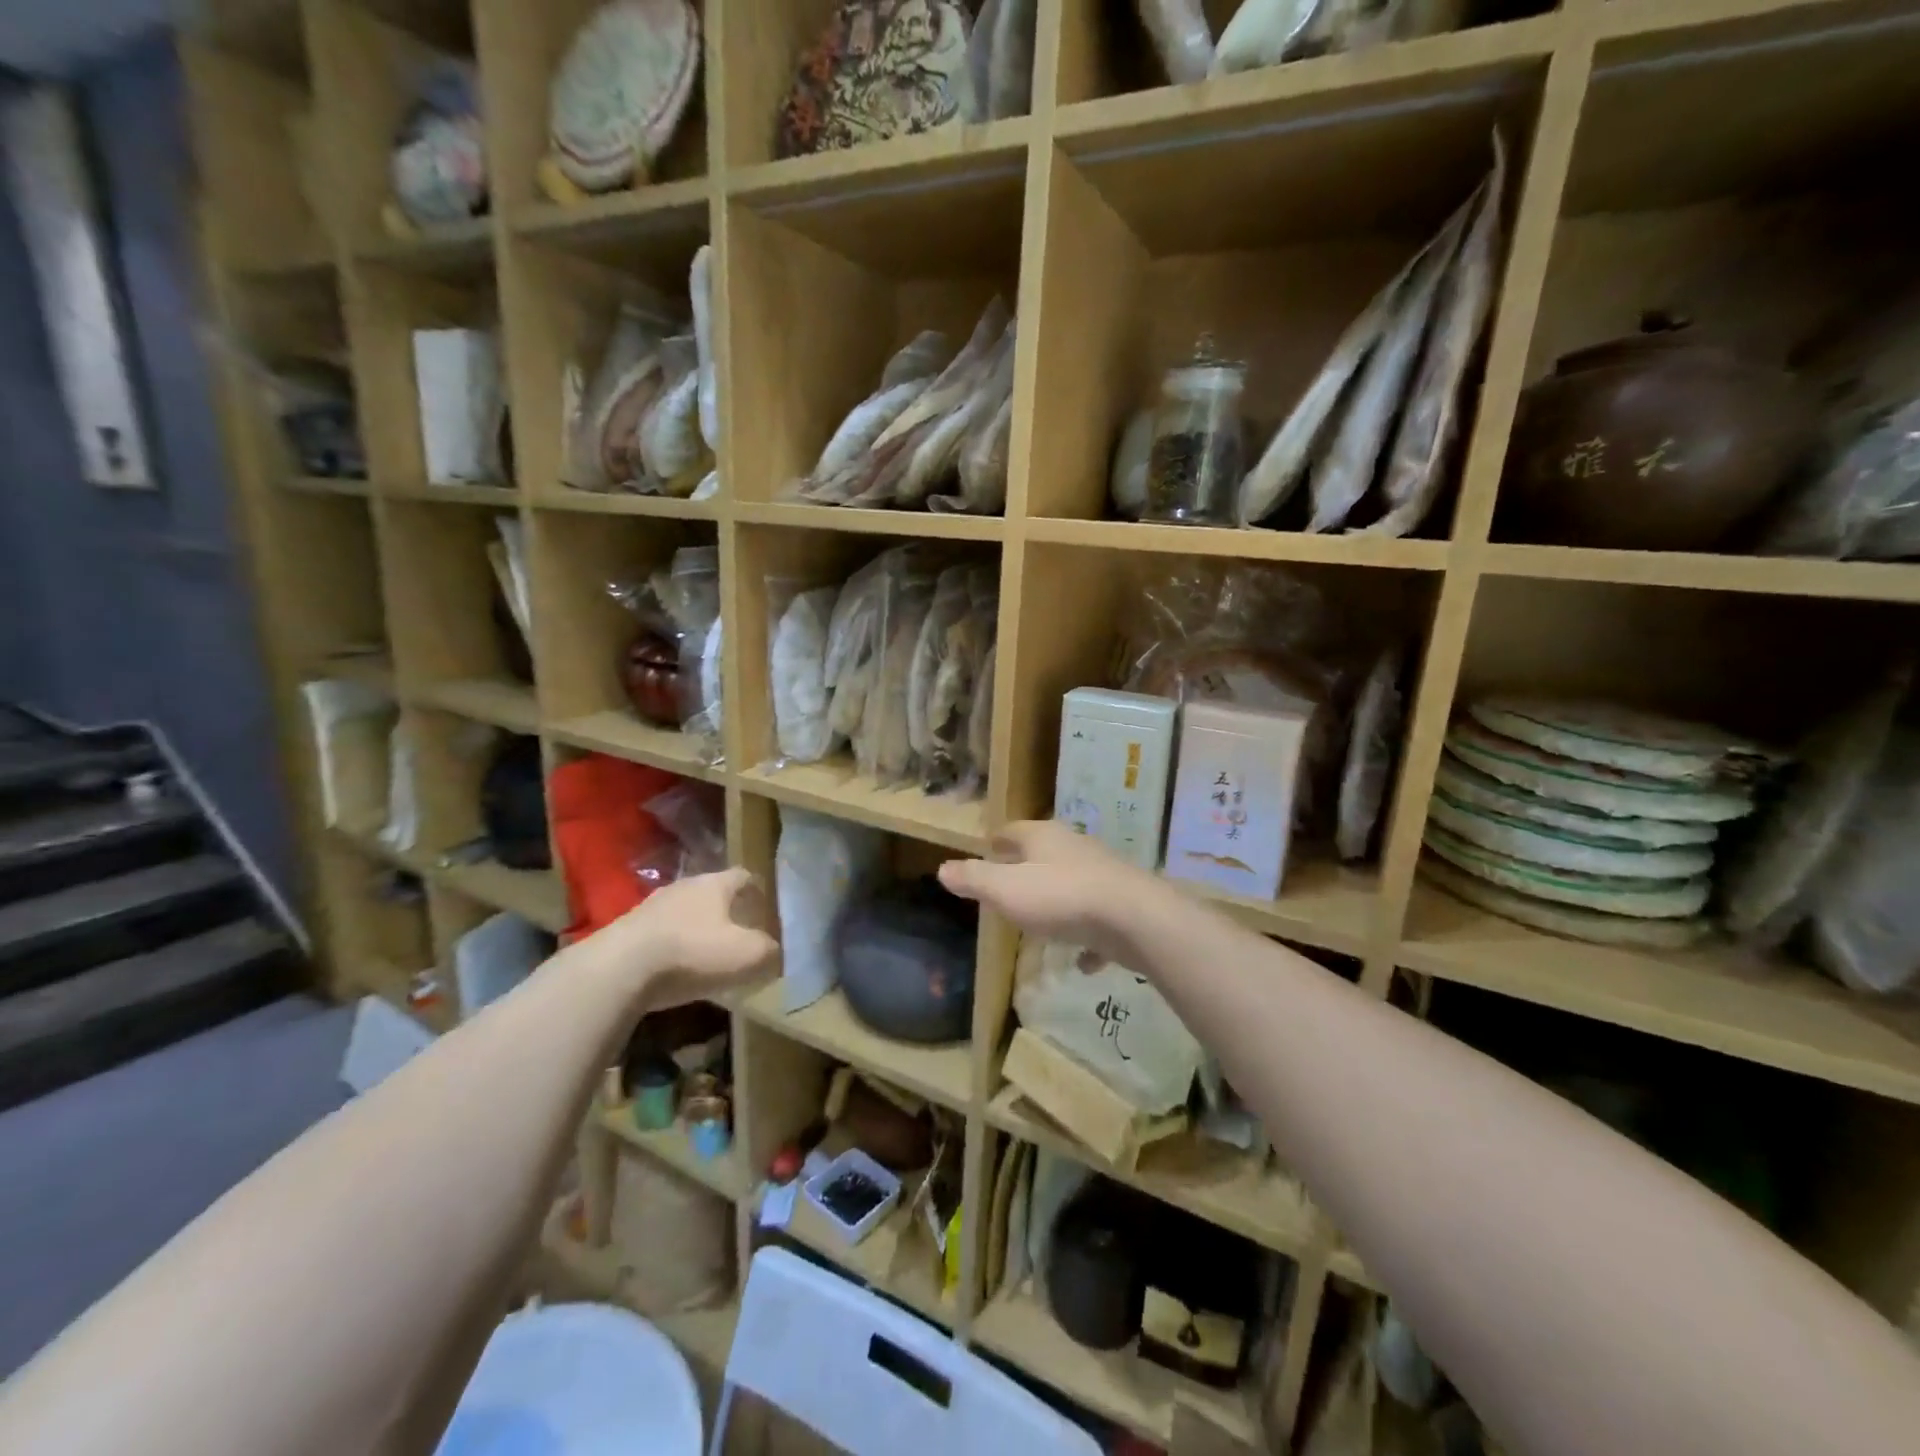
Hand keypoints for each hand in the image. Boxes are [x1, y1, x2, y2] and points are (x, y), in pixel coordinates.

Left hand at [601, 868, 778, 1009]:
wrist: (620, 969)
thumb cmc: (693, 952)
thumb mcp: (747, 954)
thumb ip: (768, 950)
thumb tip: (773, 950)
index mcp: (715, 884)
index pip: (744, 875)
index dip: (757, 889)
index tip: (766, 905)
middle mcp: (684, 886)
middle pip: (712, 892)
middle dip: (727, 909)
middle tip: (741, 930)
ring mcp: (652, 907)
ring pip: (684, 912)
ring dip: (697, 928)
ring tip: (709, 952)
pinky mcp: (628, 931)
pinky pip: (661, 934)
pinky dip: (674, 946)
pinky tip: (678, 968)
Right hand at [937, 821, 1165, 962]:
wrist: (1134, 919)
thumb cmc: (1060, 897)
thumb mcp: (1006, 890)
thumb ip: (974, 880)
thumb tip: (942, 868)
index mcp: (1044, 838)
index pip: (1014, 830)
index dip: (998, 839)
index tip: (988, 846)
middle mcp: (1075, 848)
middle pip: (1046, 852)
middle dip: (1028, 865)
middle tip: (1009, 881)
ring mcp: (1103, 875)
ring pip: (1073, 883)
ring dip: (1057, 898)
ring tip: (1042, 918)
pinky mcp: (1123, 905)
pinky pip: (1098, 920)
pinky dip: (1088, 937)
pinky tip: (1083, 961)